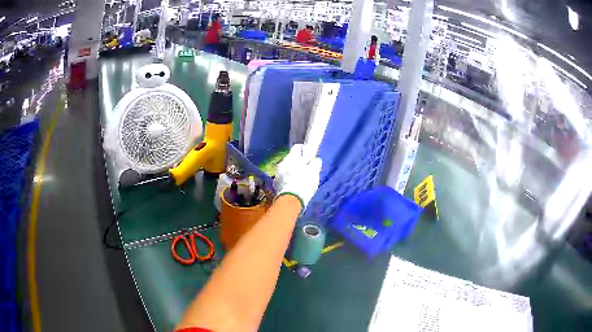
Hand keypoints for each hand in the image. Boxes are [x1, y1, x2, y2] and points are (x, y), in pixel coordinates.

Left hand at [274, 144, 321, 210]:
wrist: (291, 200)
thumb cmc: (304, 183)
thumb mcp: (314, 172)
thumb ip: (315, 163)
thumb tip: (315, 159)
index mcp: (292, 157)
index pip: (297, 147)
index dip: (304, 150)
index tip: (309, 156)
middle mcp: (282, 163)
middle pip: (291, 159)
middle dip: (298, 162)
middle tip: (307, 169)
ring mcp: (277, 173)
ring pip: (286, 168)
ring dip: (292, 171)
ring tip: (300, 179)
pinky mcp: (276, 184)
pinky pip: (283, 178)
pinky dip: (288, 179)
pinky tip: (294, 186)